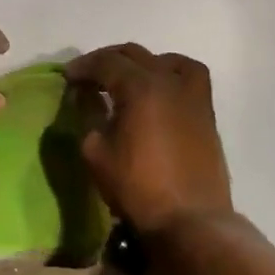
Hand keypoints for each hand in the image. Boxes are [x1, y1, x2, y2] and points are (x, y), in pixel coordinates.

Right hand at [65, 44, 232, 234]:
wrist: (190, 219)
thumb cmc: (137, 186)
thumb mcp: (96, 153)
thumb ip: (88, 118)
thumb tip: (86, 100)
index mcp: (140, 87)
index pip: (106, 62)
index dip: (83, 67)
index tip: (67, 77)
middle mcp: (169, 82)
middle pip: (135, 55)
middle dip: (108, 60)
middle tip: (89, 76)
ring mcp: (193, 96)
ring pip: (168, 60)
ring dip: (143, 63)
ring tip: (128, 78)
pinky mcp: (206, 114)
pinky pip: (190, 78)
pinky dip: (170, 75)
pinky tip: (158, 94)